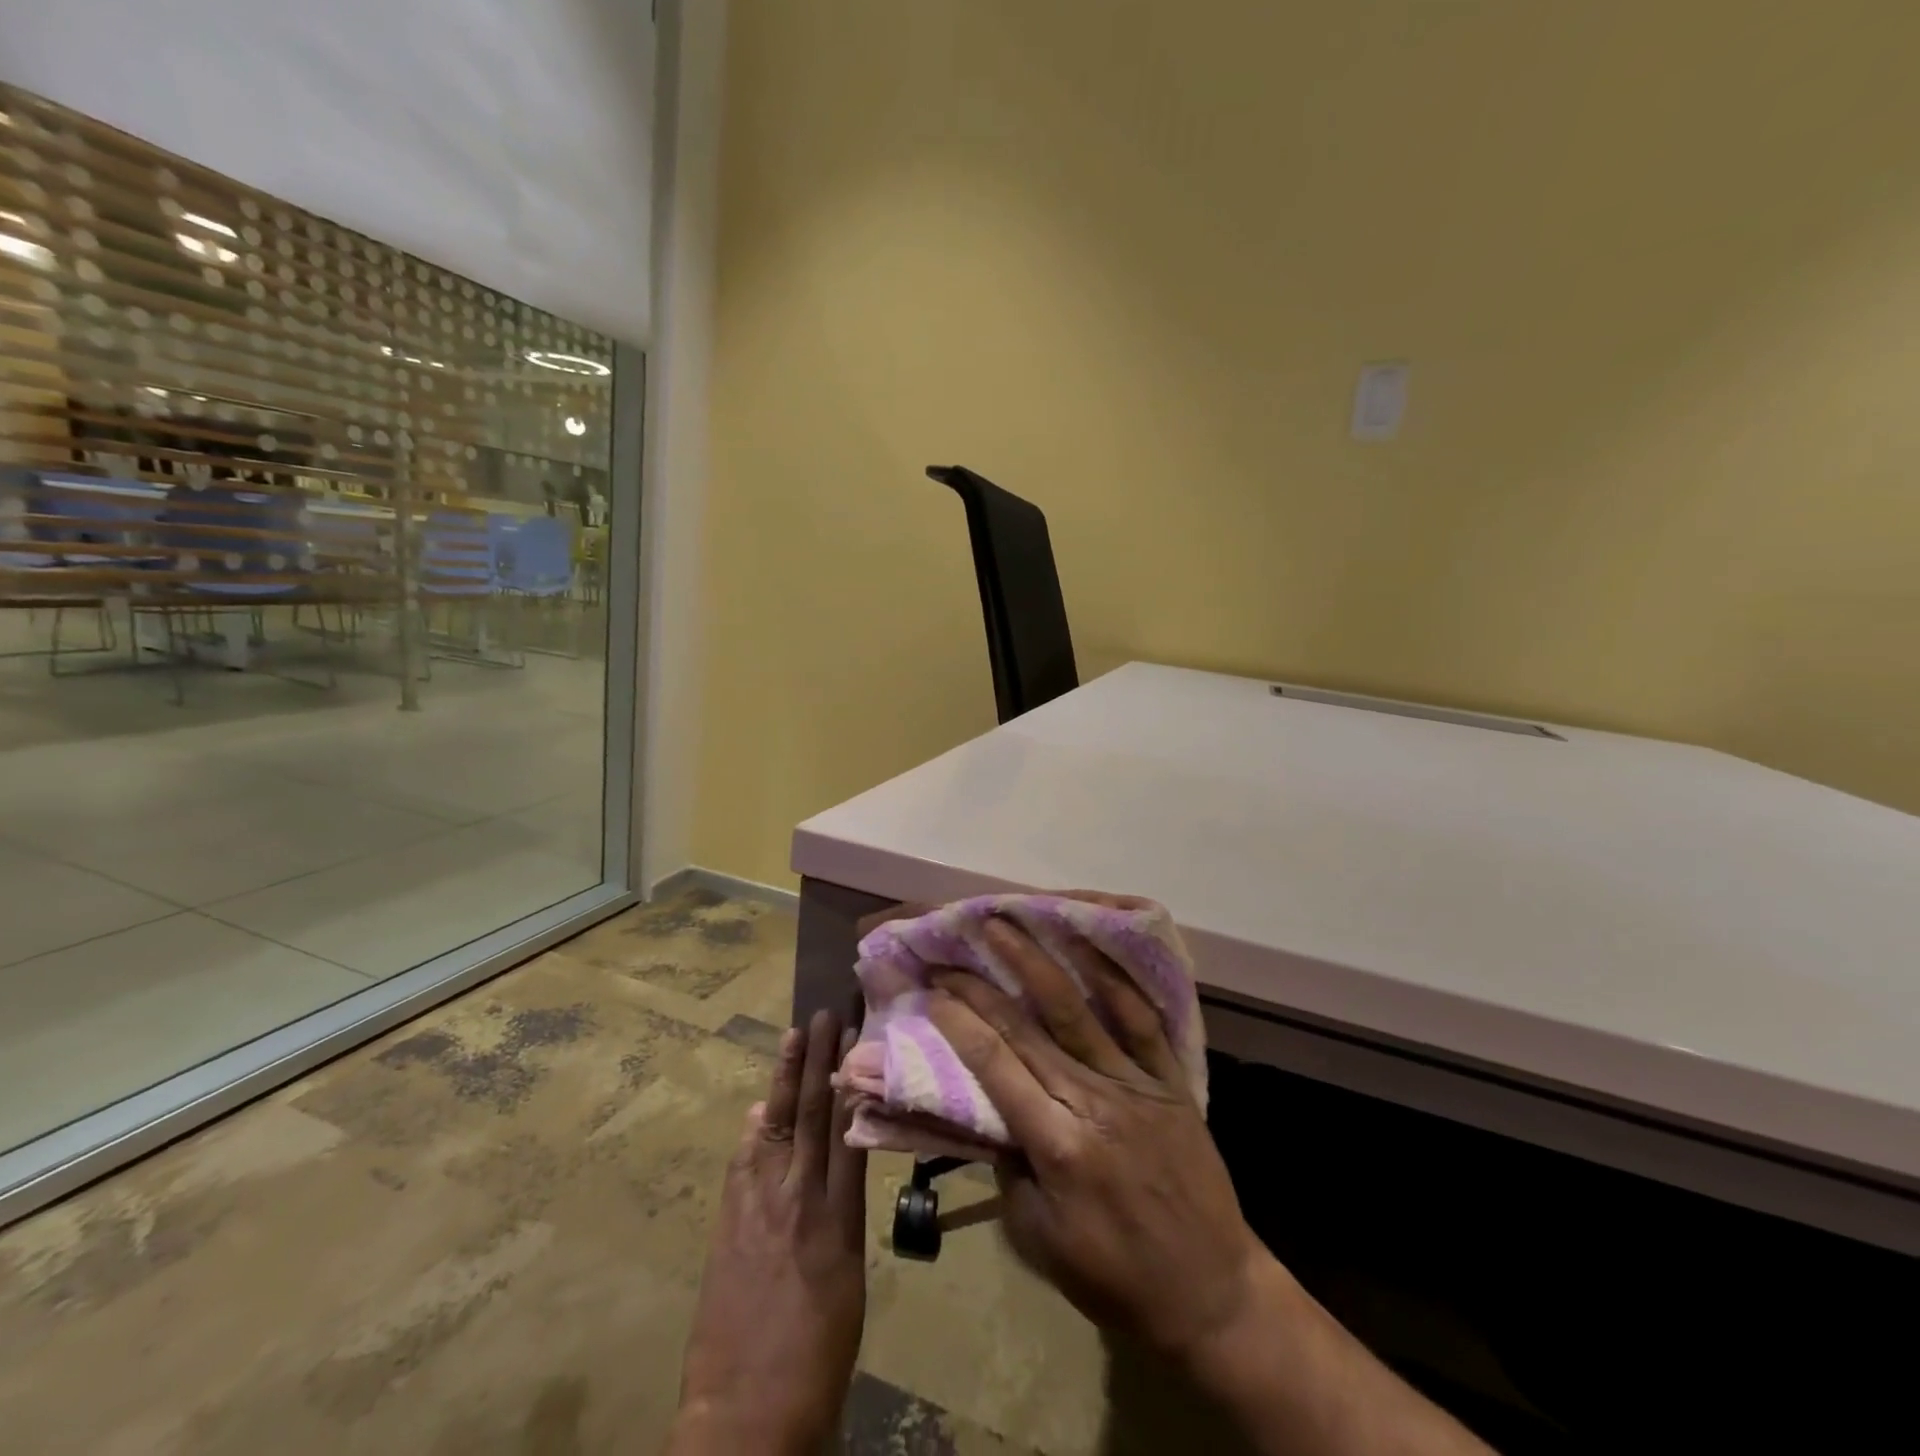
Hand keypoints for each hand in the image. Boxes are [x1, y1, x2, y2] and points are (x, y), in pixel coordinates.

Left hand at [668, 1010, 868, 1455]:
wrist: (748, 1414)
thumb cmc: (819, 1354)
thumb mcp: (851, 1280)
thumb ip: (844, 1214)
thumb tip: (840, 1159)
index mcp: (840, 1218)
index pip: (848, 1128)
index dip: (852, 1078)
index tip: (858, 1036)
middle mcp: (800, 1199)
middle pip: (812, 1114)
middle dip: (818, 1060)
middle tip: (824, 1014)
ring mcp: (759, 1207)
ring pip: (777, 1126)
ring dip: (785, 1079)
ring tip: (794, 1036)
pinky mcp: (728, 1223)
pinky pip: (744, 1161)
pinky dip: (755, 1130)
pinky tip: (760, 1107)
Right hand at [925, 917, 1264, 1368]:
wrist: (1212, 1294)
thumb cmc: (1115, 1279)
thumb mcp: (1039, 1240)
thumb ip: (1008, 1168)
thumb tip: (986, 1107)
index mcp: (1058, 1147)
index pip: (995, 1066)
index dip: (960, 1023)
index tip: (932, 990)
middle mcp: (1093, 1102)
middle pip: (1027, 1029)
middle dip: (982, 984)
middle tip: (952, 948)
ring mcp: (1136, 1085)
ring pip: (1078, 1010)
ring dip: (1037, 962)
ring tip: (1007, 922)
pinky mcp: (1170, 1080)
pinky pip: (1143, 1021)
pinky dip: (1116, 980)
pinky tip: (1090, 944)